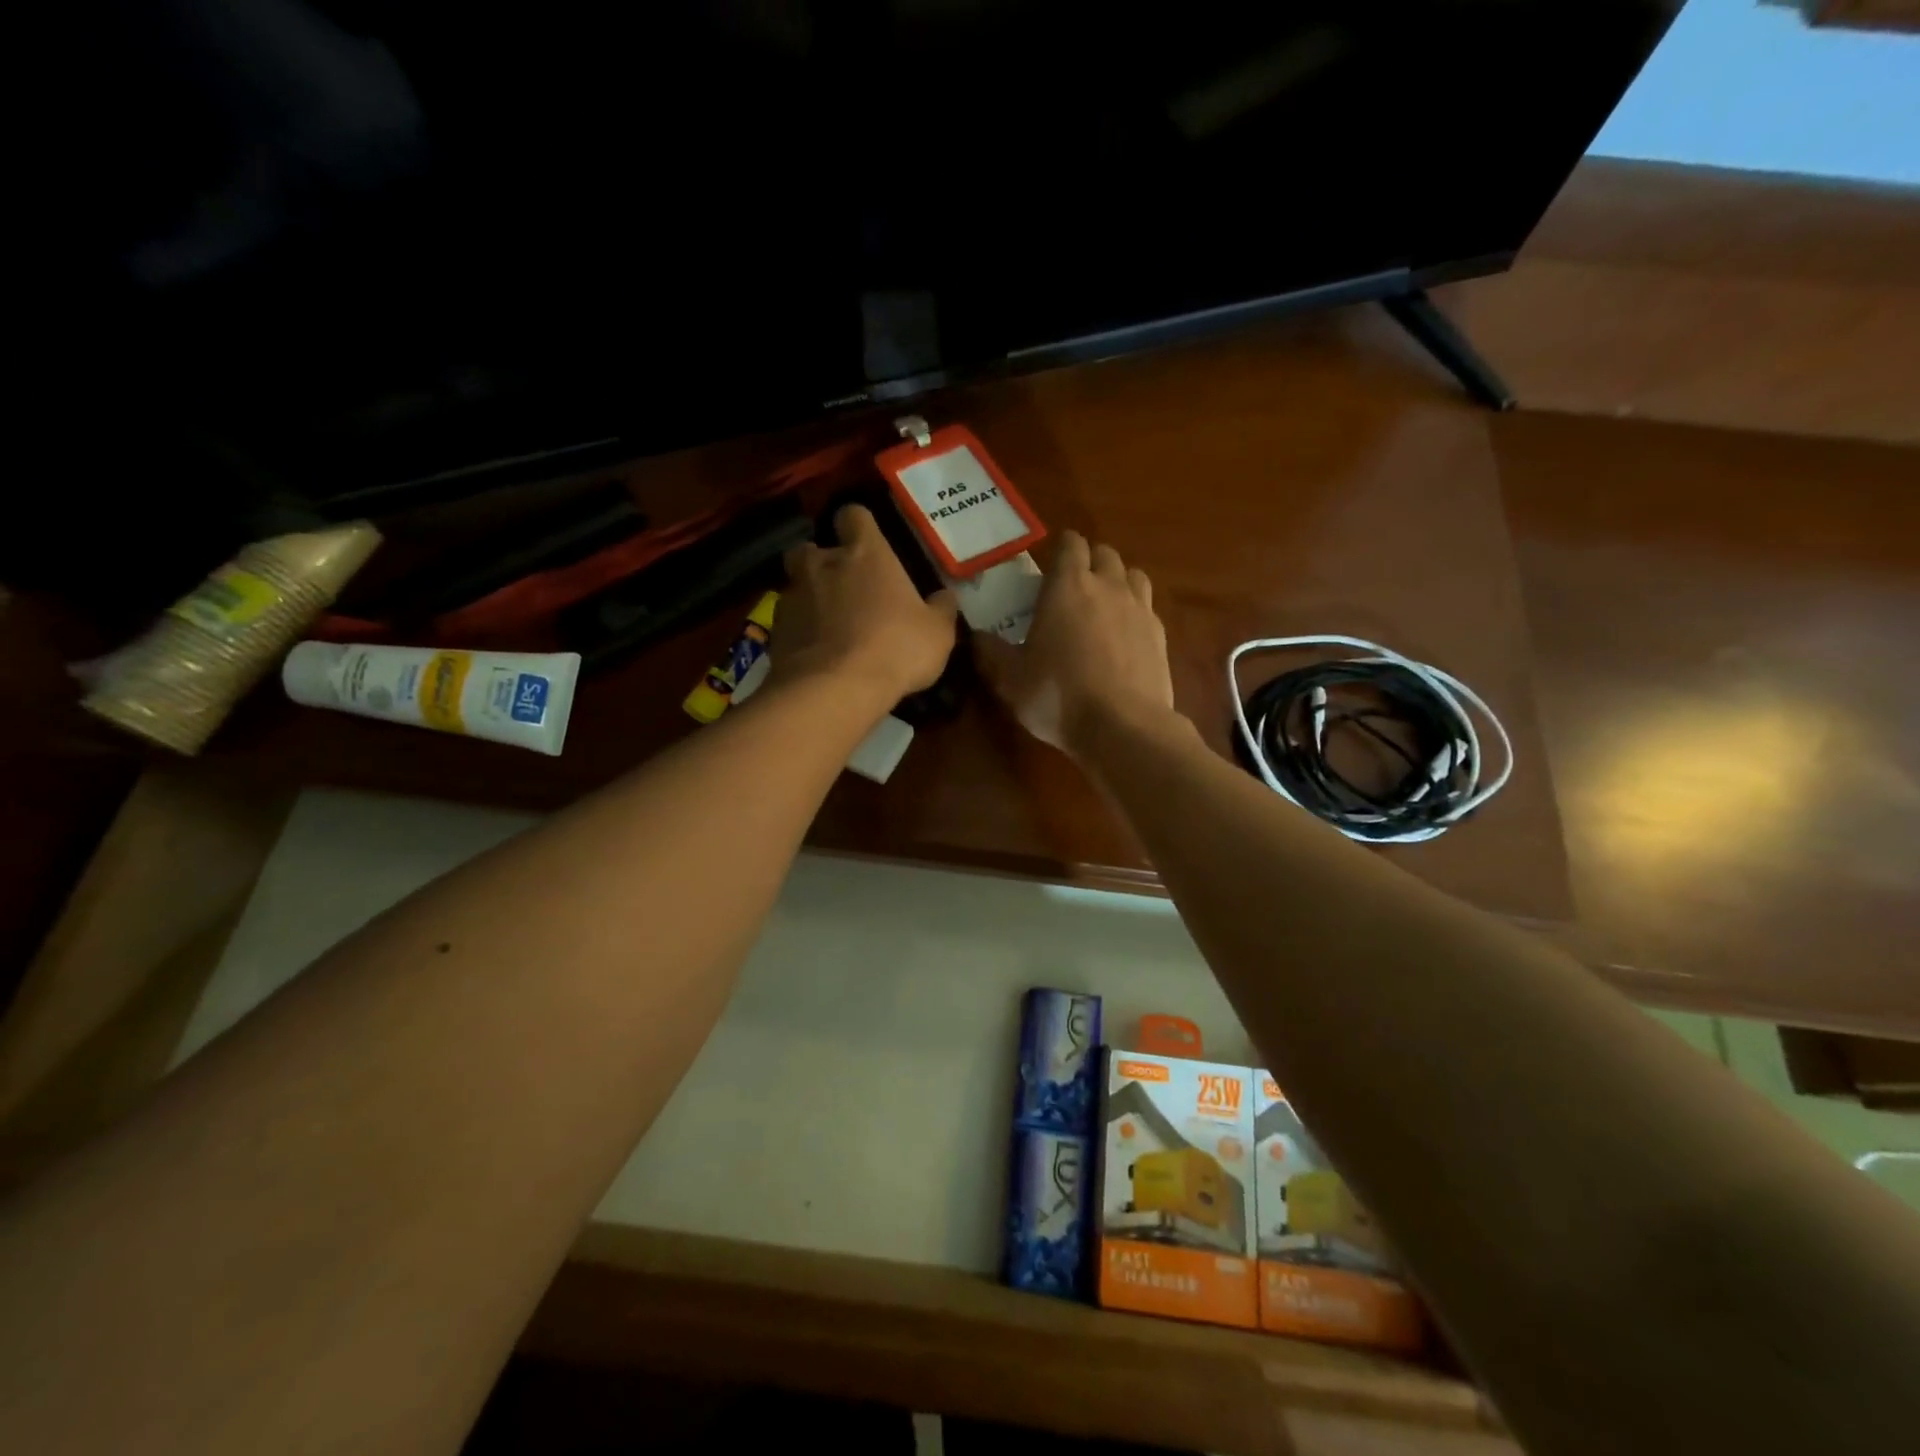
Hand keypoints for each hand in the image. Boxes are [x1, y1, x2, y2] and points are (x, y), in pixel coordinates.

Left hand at [776, 504, 957, 703]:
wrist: (835, 689)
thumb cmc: (895, 649)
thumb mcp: (937, 634)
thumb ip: (941, 610)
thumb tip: (945, 597)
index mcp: (865, 554)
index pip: (854, 515)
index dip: (859, 526)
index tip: (867, 542)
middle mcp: (823, 564)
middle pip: (811, 547)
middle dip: (822, 561)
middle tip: (842, 585)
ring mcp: (793, 596)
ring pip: (795, 584)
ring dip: (808, 596)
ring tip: (826, 623)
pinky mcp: (775, 630)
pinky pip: (787, 621)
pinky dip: (799, 631)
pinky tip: (815, 653)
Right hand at [975, 531, 1173, 757]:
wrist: (1123, 728)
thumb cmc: (1058, 696)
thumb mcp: (1010, 679)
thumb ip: (991, 652)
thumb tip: (976, 635)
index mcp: (1069, 586)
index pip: (1070, 543)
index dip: (1060, 548)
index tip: (1048, 566)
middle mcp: (1108, 586)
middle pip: (1105, 553)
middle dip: (1089, 562)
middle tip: (1072, 589)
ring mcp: (1140, 609)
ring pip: (1134, 575)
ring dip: (1117, 582)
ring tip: (1103, 607)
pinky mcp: (1161, 636)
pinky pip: (1148, 608)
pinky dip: (1135, 613)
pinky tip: (1123, 639)